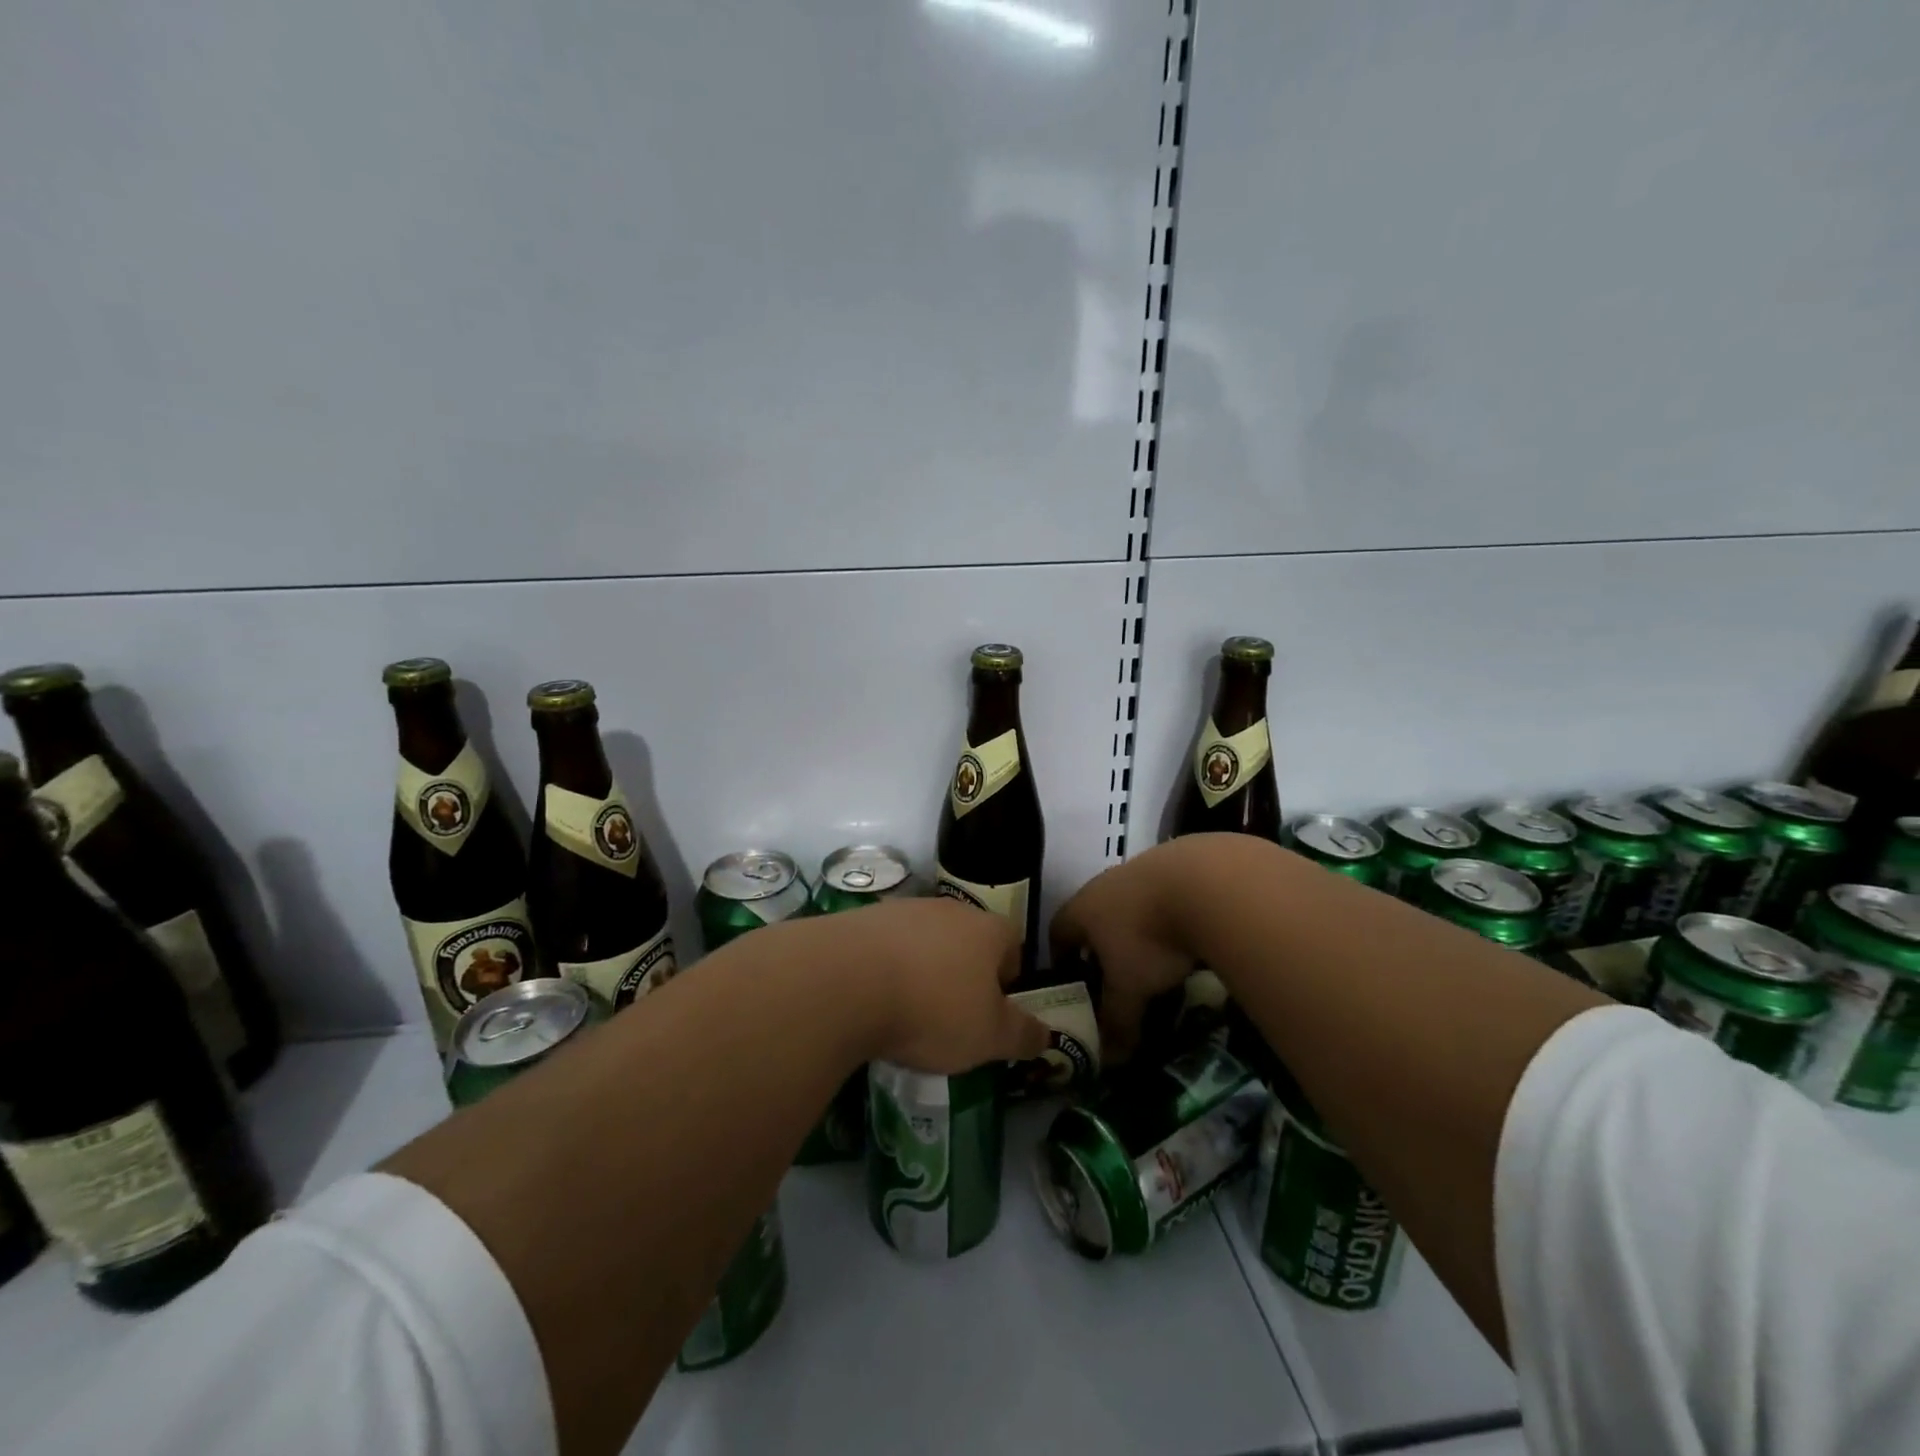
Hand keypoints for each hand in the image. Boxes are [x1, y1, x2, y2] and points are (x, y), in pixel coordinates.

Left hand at [844, 898, 1049, 1072]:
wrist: (845, 980)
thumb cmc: (933, 1008)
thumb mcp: (989, 1036)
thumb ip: (1023, 1035)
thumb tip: (1048, 1035)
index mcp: (988, 929)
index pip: (1013, 947)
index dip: (1008, 983)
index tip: (992, 1016)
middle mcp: (949, 908)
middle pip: (968, 941)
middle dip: (964, 976)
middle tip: (951, 1019)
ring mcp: (903, 909)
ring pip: (925, 942)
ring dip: (923, 971)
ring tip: (906, 1013)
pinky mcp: (863, 919)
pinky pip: (886, 947)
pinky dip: (886, 970)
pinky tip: (872, 1000)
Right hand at [1049, 843, 1203, 1061]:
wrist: (1204, 883)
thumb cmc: (1150, 938)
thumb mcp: (1130, 988)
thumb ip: (1117, 1022)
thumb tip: (1109, 1060)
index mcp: (1082, 909)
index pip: (1057, 931)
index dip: (1060, 957)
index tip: (1071, 981)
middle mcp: (1104, 884)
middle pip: (1092, 915)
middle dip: (1099, 944)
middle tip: (1114, 975)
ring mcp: (1140, 870)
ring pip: (1128, 903)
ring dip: (1136, 928)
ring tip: (1155, 958)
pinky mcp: (1176, 864)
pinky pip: (1162, 894)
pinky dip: (1167, 915)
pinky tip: (1186, 935)